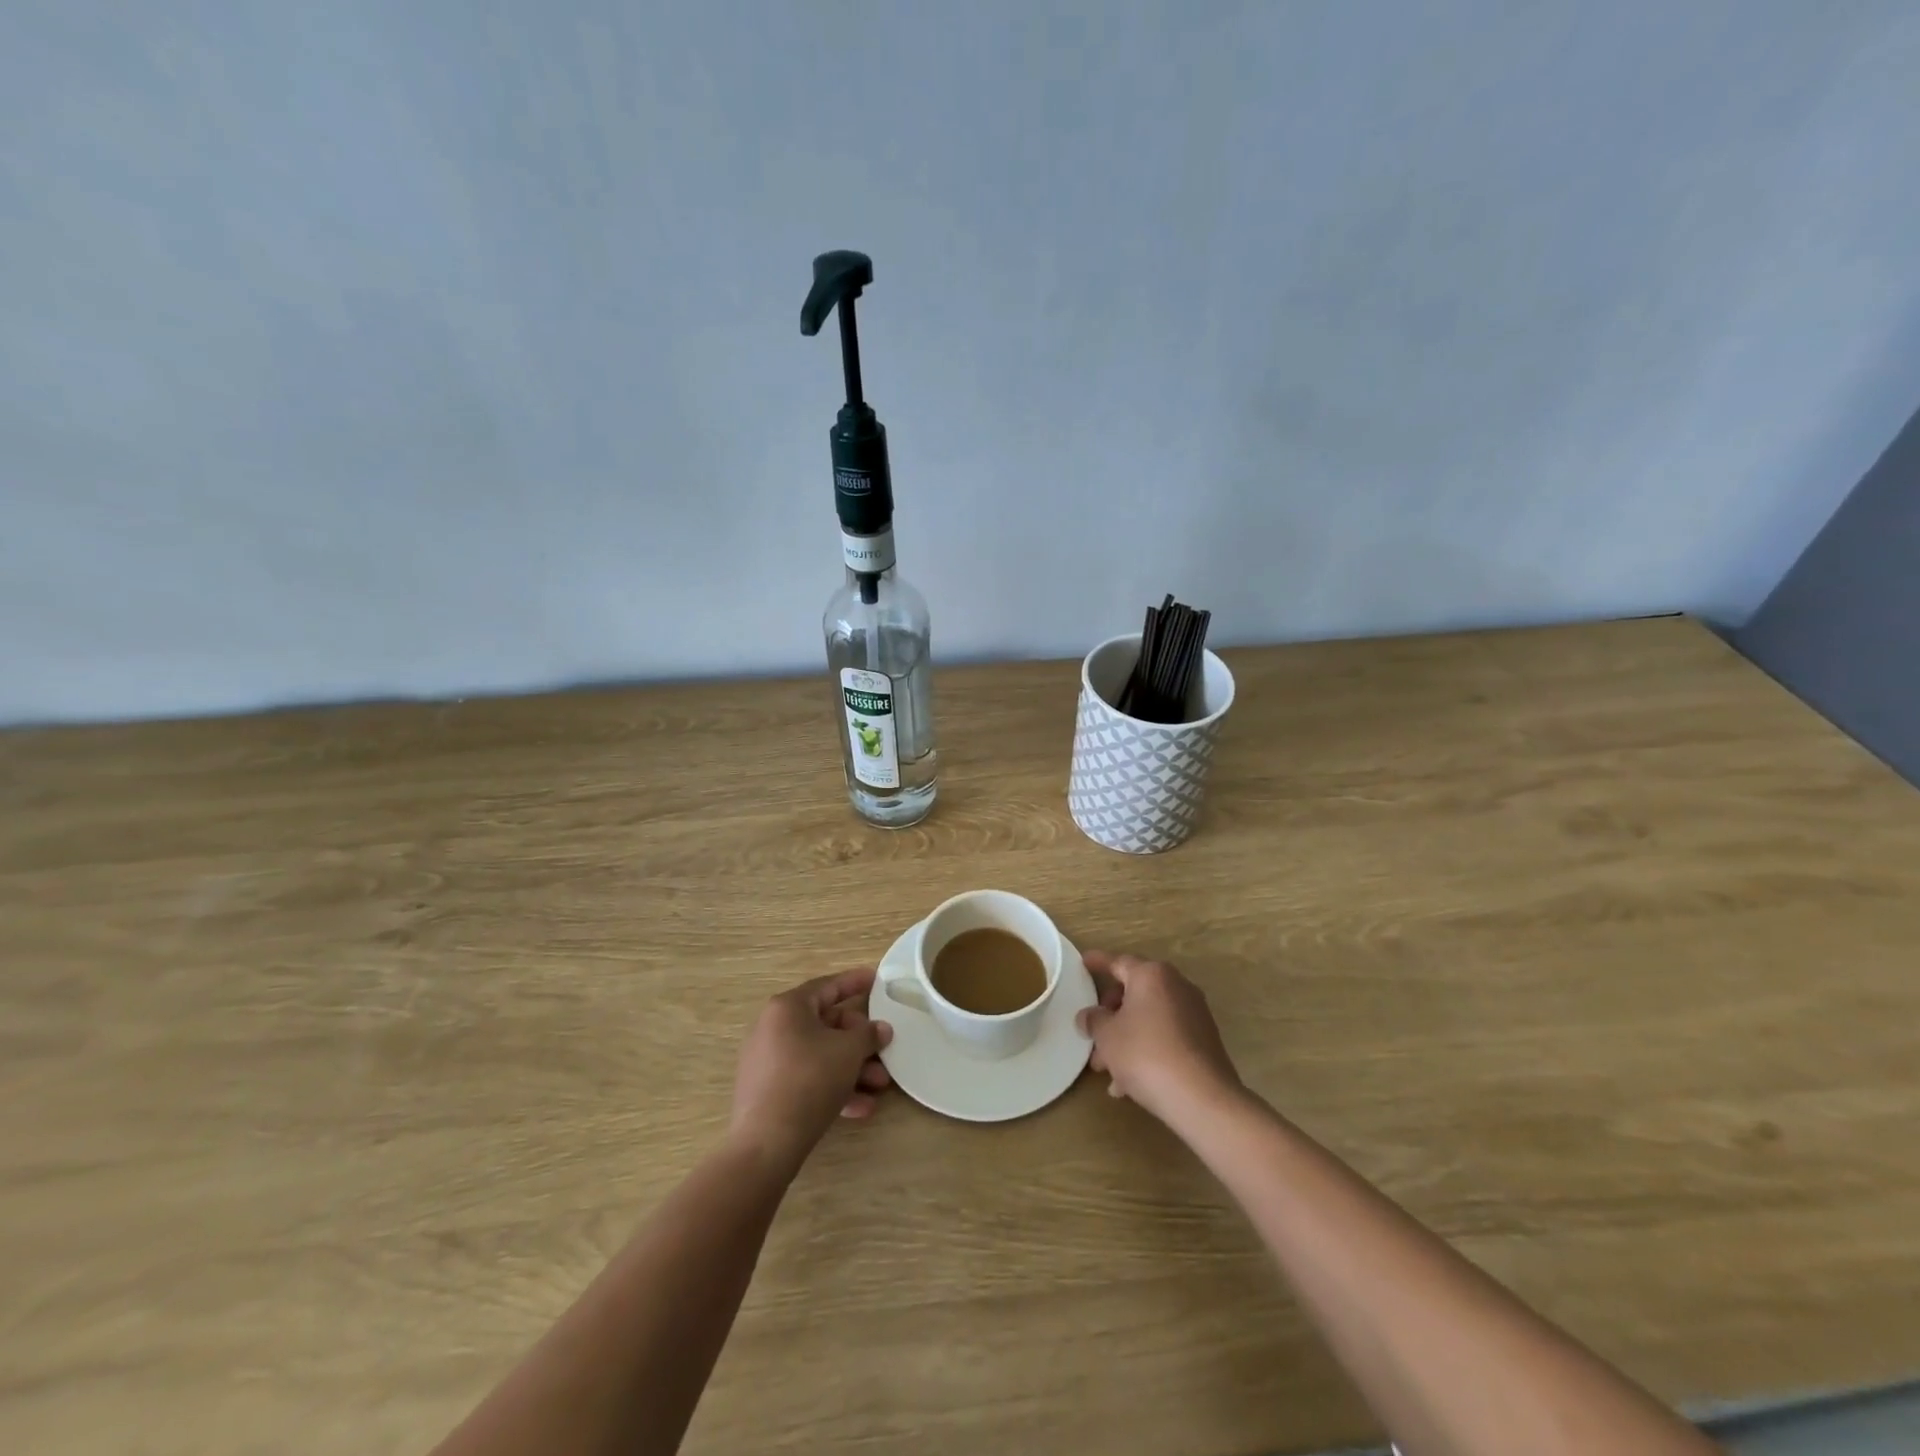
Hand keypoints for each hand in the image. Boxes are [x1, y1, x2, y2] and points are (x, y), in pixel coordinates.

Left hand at [730, 968, 892, 1172]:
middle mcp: (773, 1028)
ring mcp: (768, 1061)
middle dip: (859, 1040)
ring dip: (852, 1068)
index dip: (854, 982)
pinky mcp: (768, 1092)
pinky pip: (807, 1079)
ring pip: (819, 1055)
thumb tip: (881, 1029)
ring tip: (879, 1085)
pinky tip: (861, 1108)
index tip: (876, 979)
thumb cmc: (809, 1080)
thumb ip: (868, 1034)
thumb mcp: (848, 1052)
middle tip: (884, 1048)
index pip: (827, 986)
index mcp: (788, 1008)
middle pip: (825, 1024)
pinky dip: (833, 1087)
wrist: (766, 1143)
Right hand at [1076, 951, 1242, 1128]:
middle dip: (1110, 1014)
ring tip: (1106, 1069)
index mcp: (1151, 975)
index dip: (1098, 962)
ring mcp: (1193, 1014)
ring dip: (1125, 1038)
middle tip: (1092, 1034)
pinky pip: (1165, 1038)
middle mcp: (1176, 986)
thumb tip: (1088, 1016)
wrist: (1202, 1098)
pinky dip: (1146, 1051)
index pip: (1118, 962)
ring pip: (1149, 1019)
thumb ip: (1094, 1020)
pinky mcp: (1203, 1041)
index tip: (1084, 962)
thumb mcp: (1107, 1036)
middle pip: (1134, 993)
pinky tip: (1127, 1084)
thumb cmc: (1146, 1054)